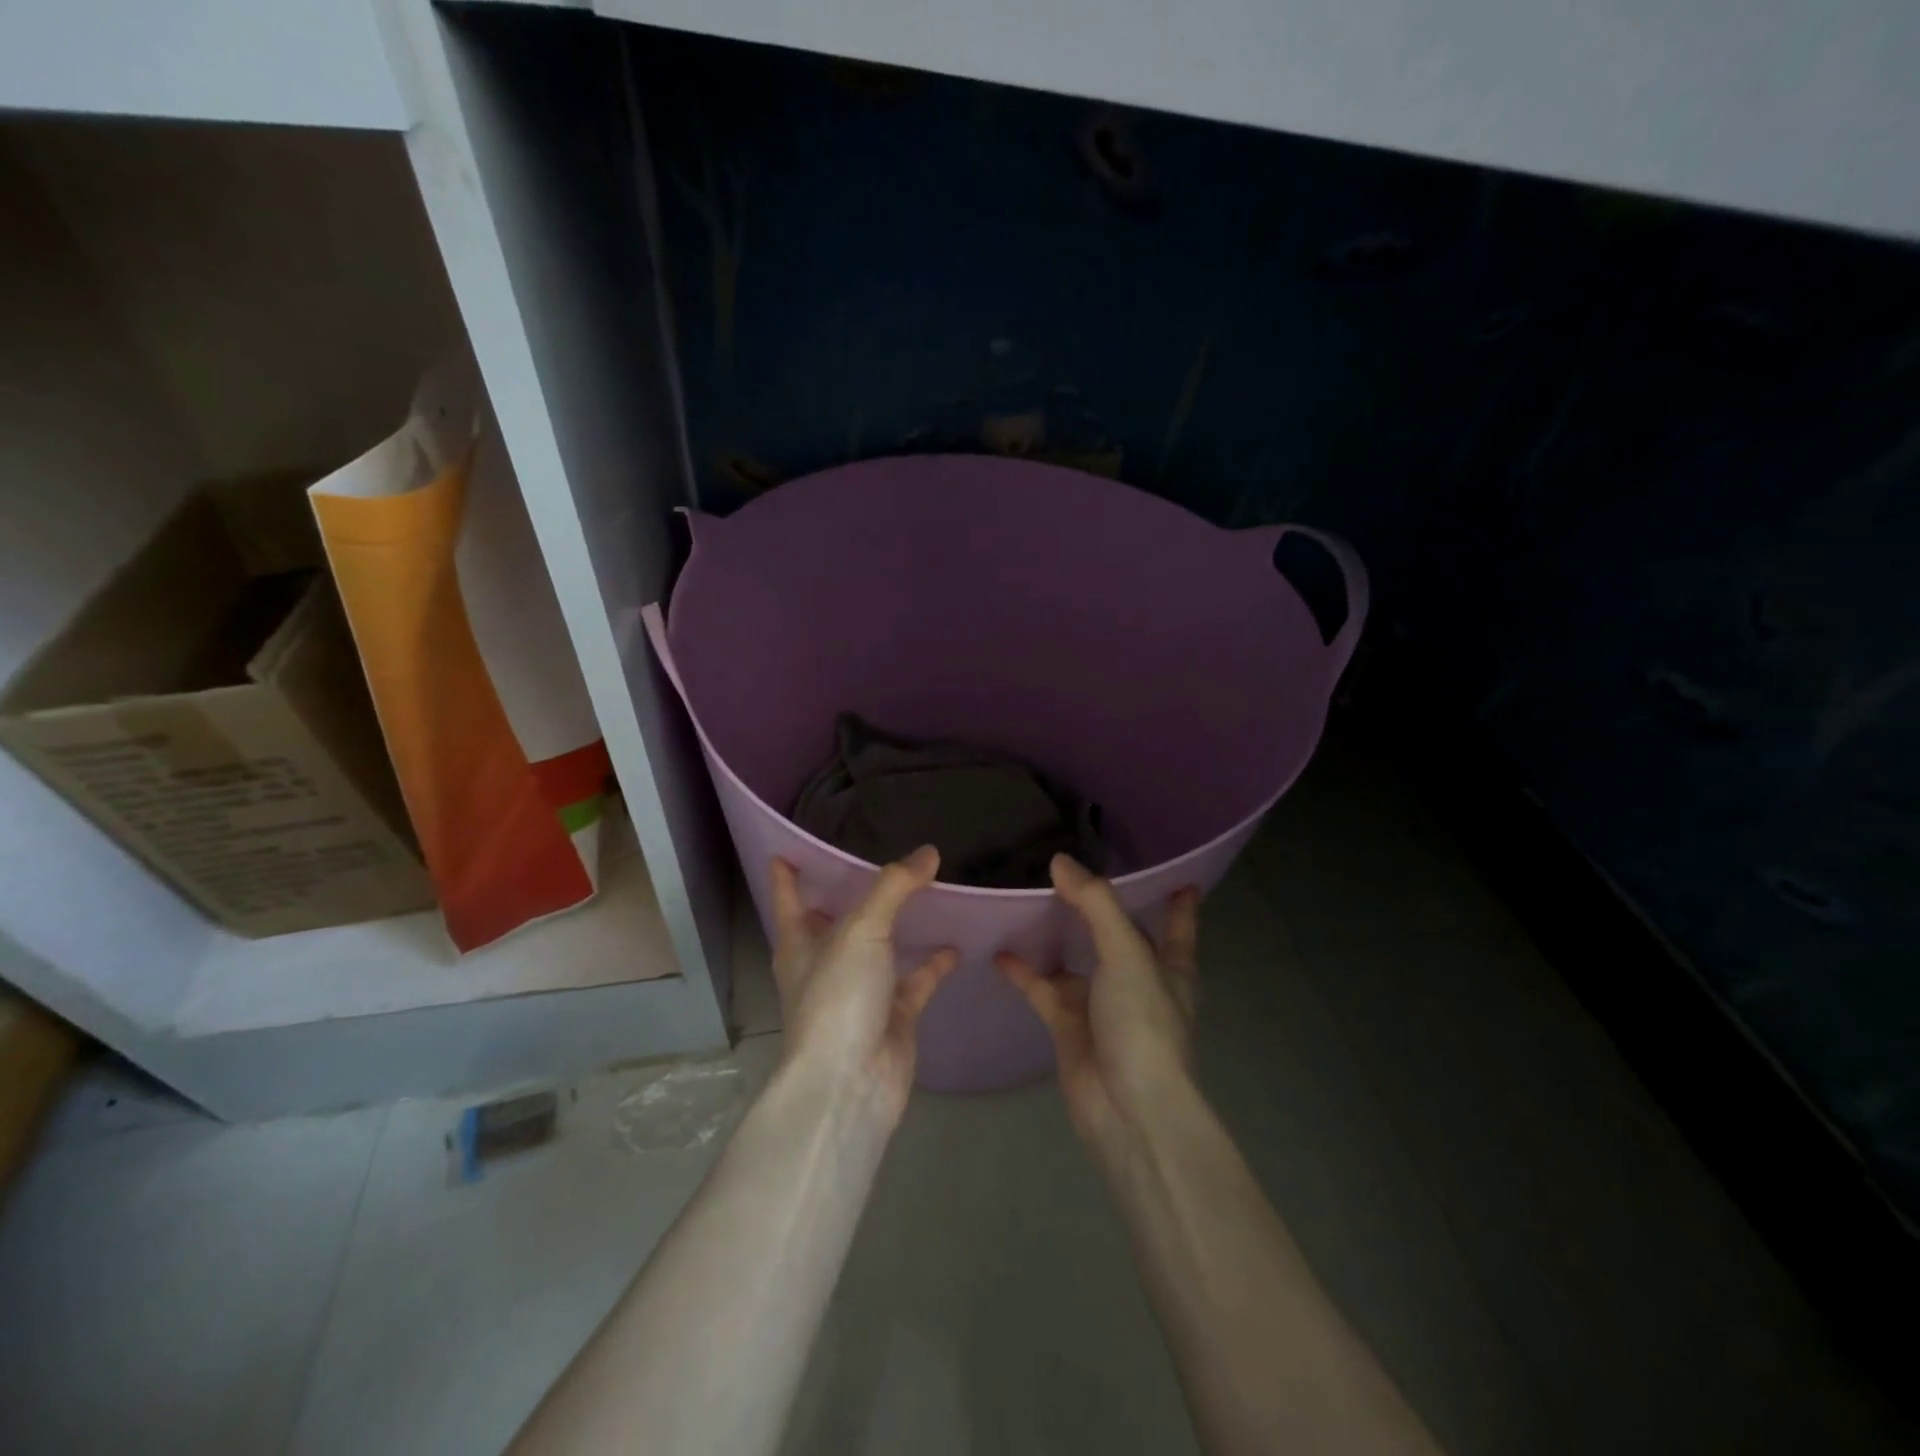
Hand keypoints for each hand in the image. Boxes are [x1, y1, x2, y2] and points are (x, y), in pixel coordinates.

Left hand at [770, 846, 959, 1125]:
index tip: (787, 850)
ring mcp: (861, 991)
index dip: (787, 875)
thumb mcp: (861, 931)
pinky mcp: (893, 1015)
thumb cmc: (838, 998)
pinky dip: (934, 963)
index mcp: (800, 944)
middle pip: (837, 921)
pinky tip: (957, 943)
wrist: (852, 1083)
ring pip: (880, 948)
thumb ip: (894, 888)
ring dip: (900, 925)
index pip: (789, 899)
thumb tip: (928, 852)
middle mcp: (827, 964)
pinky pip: (916, 979)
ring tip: (928, 891)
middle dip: (852, 895)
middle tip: (879, 857)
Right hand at [996, 855, 1200, 1156]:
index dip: (1180, 903)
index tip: (1180, 876)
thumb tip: (1060, 861)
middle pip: (1118, 936)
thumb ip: (1095, 904)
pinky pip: (1042, 988)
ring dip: (1055, 935)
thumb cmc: (1143, 1023)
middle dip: (1101, 909)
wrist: (1126, 1108)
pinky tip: (1000, 951)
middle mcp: (1136, 980)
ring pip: (1075, 959)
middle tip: (1071, 871)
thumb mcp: (1127, 954)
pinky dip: (1023, 971)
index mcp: (1169, 966)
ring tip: (1027, 899)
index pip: (1179, 925)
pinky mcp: (1067, 1025)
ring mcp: (1100, 1003)